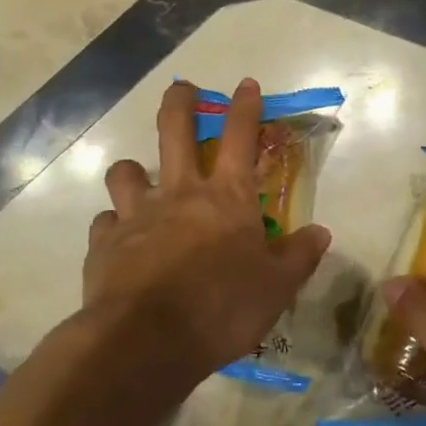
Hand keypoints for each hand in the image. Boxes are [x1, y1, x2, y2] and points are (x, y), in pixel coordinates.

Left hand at [82, 79, 330, 385]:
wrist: (146, 342)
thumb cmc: (222, 308)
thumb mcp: (277, 288)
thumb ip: (299, 256)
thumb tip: (321, 232)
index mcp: (226, 197)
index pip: (239, 136)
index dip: (245, 106)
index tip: (246, 83)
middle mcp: (179, 193)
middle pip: (174, 130)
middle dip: (179, 101)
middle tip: (181, 87)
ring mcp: (137, 215)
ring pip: (126, 171)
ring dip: (133, 169)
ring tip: (138, 177)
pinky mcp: (104, 244)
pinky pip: (106, 222)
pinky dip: (114, 225)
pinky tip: (120, 240)